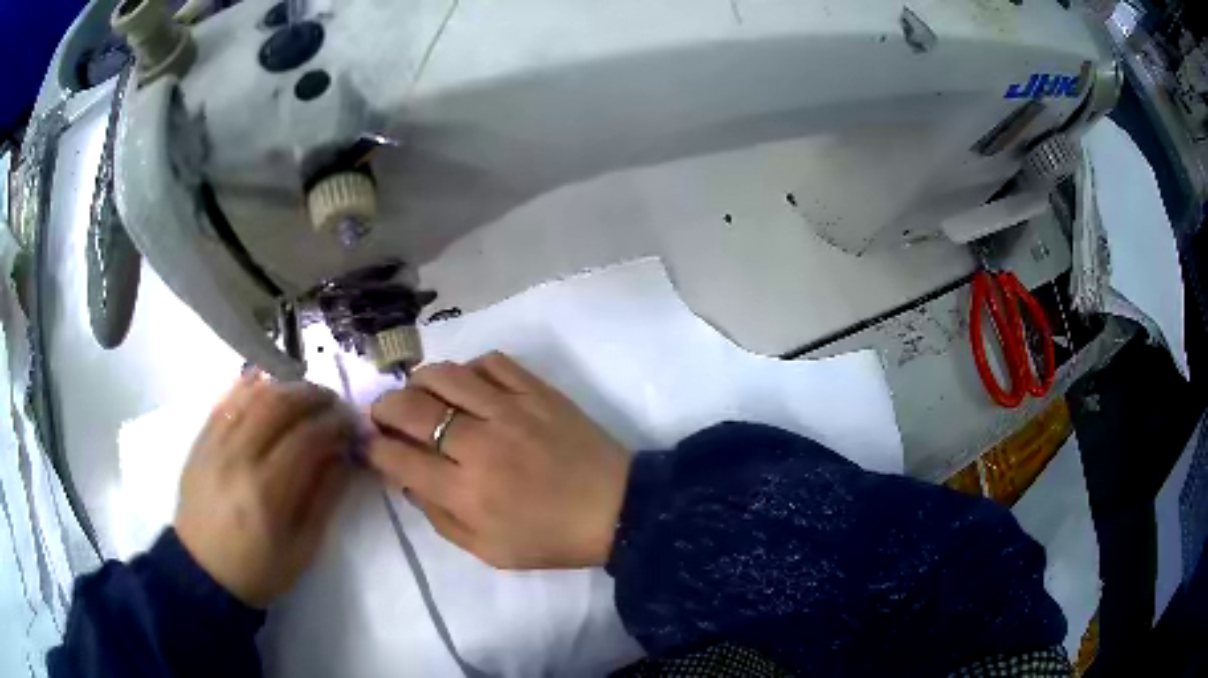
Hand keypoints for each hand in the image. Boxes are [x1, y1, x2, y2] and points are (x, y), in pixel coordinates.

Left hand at [175, 374, 357, 607]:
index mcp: (266, 492)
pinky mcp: (200, 441)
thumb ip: (324, 499)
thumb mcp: (302, 548)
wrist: (203, 571)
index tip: (351, 423)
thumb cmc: (258, 569)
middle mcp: (237, 458)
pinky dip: (248, 386)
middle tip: (332, 401)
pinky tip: (266, 384)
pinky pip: (225, 401)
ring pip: (251, 397)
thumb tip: (344, 457)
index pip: (305, 438)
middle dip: (311, 396)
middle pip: (277, 406)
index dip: (333, 424)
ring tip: (304, 394)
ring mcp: (214, 445)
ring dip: (283, 387)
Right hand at [367, 352, 631, 569]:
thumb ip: (439, 517)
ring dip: (419, 381)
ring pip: (446, 375)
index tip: (369, 444)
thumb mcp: (488, 550)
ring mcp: (511, 410)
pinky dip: (469, 368)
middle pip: (411, 409)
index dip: (373, 448)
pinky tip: (467, 385)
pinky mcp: (537, 391)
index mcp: (467, 493)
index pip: (398, 458)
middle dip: (384, 408)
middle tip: (383, 414)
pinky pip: (492, 362)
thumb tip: (406, 478)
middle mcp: (480, 445)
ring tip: (418, 394)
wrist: (617, 510)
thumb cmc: (550, 538)